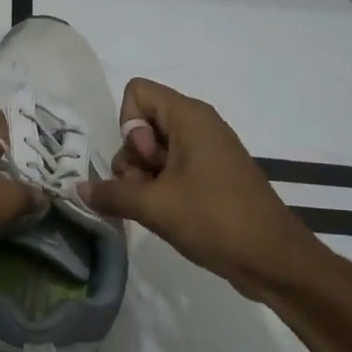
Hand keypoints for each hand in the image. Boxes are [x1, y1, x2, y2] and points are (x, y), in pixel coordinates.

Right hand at [81, 78, 330, 300]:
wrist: (273, 259)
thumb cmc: (214, 220)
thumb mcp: (154, 206)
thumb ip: (111, 193)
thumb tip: (77, 190)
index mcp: (190, 117)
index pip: (137, 92)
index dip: (128, 125)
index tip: (145, 160)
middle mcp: (199, 126)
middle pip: (142, 124)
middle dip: (133, 159)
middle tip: (148, 190)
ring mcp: (206, 152)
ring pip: (153, 151)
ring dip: (142, 179)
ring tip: (156, 208)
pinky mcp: (211, 176)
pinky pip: (171, 169)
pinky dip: (160, 188)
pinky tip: (165, 215)